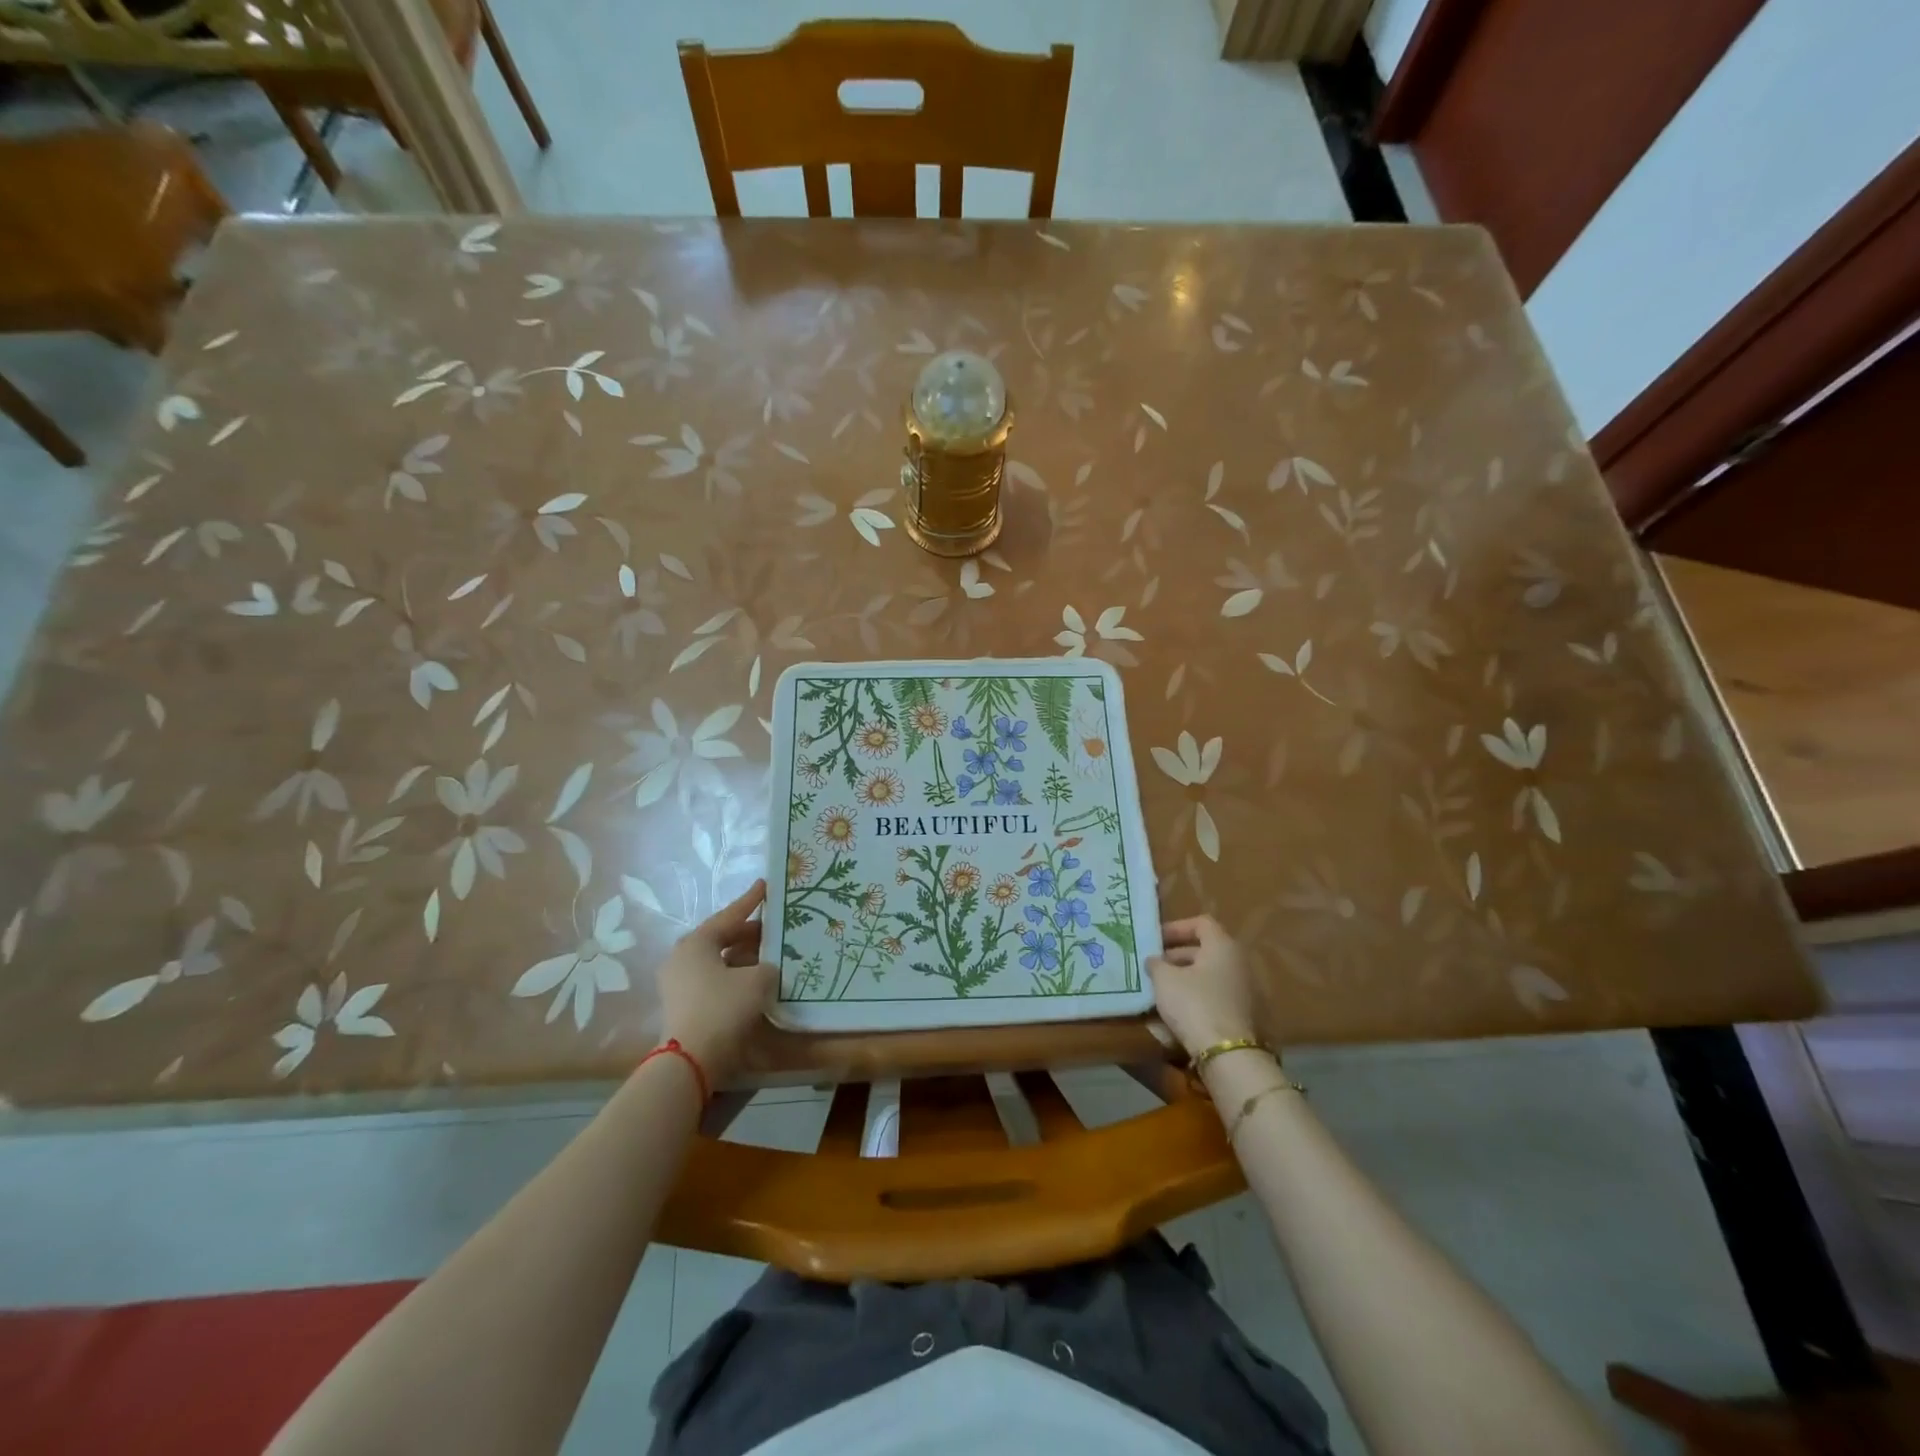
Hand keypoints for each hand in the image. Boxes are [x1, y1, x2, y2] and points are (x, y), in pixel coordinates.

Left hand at [656, 880, 777, 1085]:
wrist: (690, 1061)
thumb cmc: (723, 1008)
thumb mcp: (757, 980)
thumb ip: (767, 966)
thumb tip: (765, 969)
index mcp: (696, 942)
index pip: (729, 915)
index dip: (751, 901)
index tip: (765, 886)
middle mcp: (682, 958)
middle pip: (721, 938)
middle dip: (749, 933)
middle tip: (774, 927)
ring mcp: (679, 983)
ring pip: (718, 961)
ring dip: (743, 957)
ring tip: (770, 954)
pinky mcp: (683, 1006)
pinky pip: (714, 981)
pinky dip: (735, 977)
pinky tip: (755, 981)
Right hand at [1147, 915, 1260, 1058]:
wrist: (1227, 1054)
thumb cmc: (1194, 1004)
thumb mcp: (1164, 979)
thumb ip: (1156, 963)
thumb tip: (1154, 960)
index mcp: (1223, 946)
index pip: (1201, 923)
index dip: (1176, 927)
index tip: (1155, 940)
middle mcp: (1238, 962)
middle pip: (1204, 949)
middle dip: (1176, 955)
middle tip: (1153, 966)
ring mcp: (1244, 989)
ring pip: (1208, 974)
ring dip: (1184, 977)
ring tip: (1160, 989)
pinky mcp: (1242, 1013)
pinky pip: (1214, 994)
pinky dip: (1196, 996)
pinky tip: (1176, 1010)